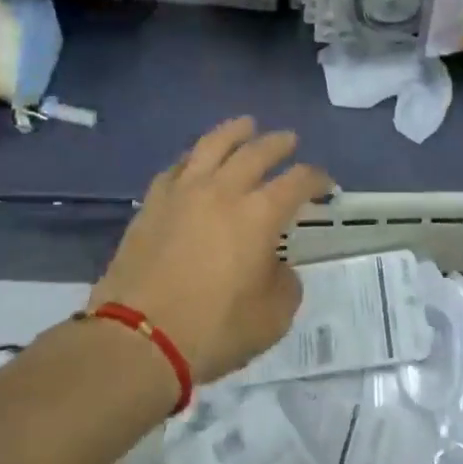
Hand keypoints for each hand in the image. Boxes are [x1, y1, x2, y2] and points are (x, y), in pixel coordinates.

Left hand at [91, 118, 333, 385]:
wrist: (137, 339)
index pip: (298, 181)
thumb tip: (275, 266)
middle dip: (279, 144)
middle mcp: (223, 191)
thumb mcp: (272, 317)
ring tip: (246, 125)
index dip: (316, 178)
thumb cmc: (213, 330)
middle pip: (257, 151)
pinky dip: (194, 158)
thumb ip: (285, 282)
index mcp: (259, 214)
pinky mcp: (152, 204)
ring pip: (213, 145)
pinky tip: (196, 160)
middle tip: (289, 141)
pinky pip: (177, 167)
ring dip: (235, 131)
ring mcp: (183, 192)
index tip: (325, 185)